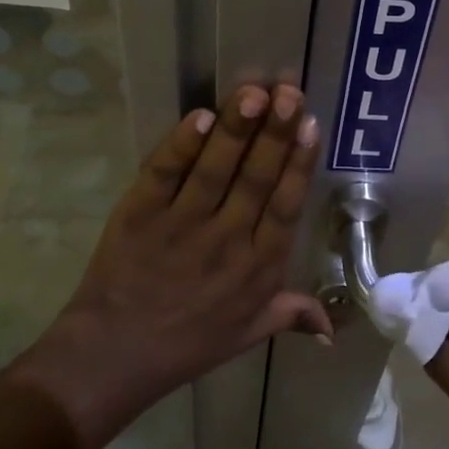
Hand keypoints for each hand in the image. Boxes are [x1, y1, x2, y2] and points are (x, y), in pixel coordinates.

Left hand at [12, 84, 332, 448]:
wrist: (112, 356)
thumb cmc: (188, 344)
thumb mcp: (247, 334)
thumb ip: (292, 315)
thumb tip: (335, 330)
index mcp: (258, 268)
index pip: (286, 205)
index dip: (300, 163)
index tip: (312, 124)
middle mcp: (226, 241)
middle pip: (256, 178)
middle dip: (275, 131)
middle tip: (289, 92)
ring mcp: (180, 225)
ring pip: (215, 169)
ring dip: (236, 128)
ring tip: (253, 92)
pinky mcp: (139, 214)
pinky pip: (163, 174)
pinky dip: (181, 145)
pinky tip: (200, 117)